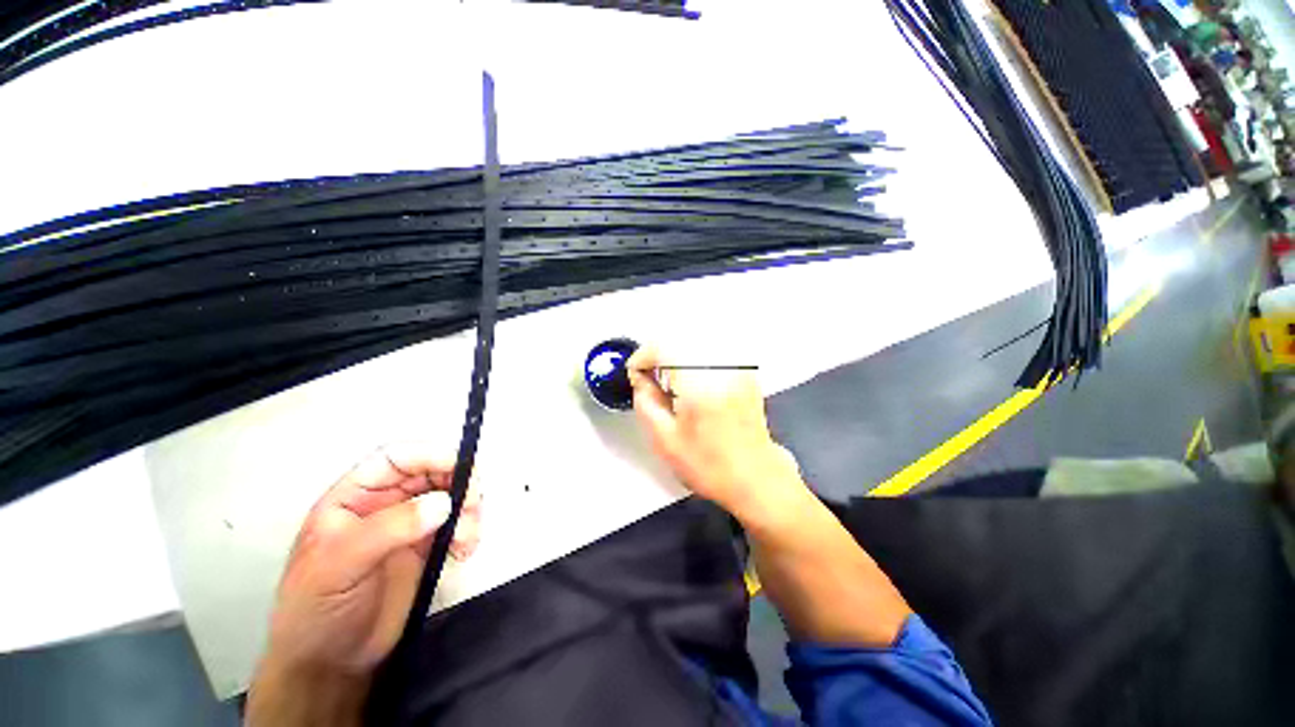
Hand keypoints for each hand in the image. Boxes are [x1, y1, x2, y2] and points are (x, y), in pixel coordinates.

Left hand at [262, 442, 481, 677]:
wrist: (330, 665)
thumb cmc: (318, 610)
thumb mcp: (340, 566)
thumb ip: (388, 530)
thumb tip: (444, 502)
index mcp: (353, 497)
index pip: (396, 458)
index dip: (430, 454)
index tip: (463, 467)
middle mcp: (384, 503)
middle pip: (431, 472)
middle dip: (458, 482)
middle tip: (474, 505)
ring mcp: (407, 525)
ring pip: (449, 496)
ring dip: (468, 509)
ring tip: (468, 538)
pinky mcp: (426, 546)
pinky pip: (456, 523)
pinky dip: (469, 529)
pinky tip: (465, 550)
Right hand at [627, 346, 805, 523]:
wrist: (755, 478)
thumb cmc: (709, 464)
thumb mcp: (664, 439)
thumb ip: (645, 402)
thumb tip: (640, 378)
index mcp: (699, 382)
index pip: (664, 347)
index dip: (643, 356)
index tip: (635, 372)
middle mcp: (721, 367)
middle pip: (681, 339)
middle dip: (659, 353)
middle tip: (649, 376)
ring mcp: (738, 368)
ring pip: (698, 341)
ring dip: (677, 354)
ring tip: (669, 379)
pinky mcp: (746, 372)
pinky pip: (715, 351)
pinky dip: (696, 358)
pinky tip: (691, 380)